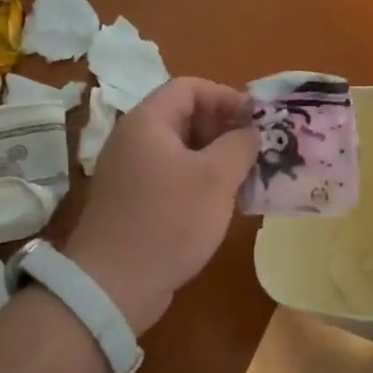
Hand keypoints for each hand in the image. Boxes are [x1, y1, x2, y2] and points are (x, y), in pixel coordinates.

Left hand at [63, 77, 259, 334]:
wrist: (114, 285)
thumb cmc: (168, 220)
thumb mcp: (215, 178)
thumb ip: (240, 144)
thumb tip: (251, 131)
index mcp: (148, 122)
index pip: (189, 87)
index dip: (226, 97)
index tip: (257, 120)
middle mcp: (135, 140)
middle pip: (185, 116)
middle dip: (225, 128)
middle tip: (258, 149)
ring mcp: (132, 173)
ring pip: (182, 150)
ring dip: (217, 158)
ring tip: (249, 176)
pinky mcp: (135, 202)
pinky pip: (174, 177)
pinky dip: (201, 181)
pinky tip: (226, 203)